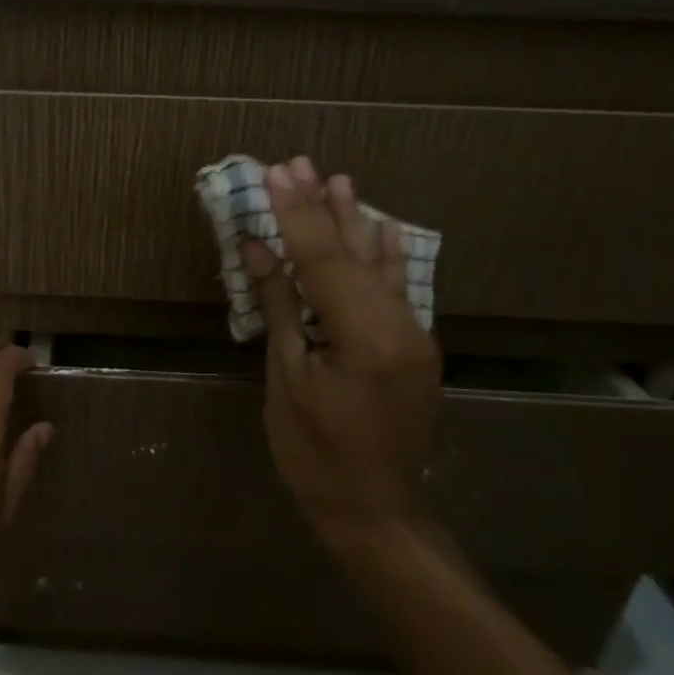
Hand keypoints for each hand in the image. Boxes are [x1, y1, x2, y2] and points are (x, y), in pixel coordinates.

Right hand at [245, 157, 441, 558]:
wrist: (375, 511)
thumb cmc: (315, 453)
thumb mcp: (288, 378)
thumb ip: (279, 307)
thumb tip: (258, 248)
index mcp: (363, 335)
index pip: (321, 259)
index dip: (295, 215)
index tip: (276, 174)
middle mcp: (399, 325)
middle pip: (351, 253)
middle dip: (322, 207)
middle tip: (299, 163)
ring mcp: (414, 336)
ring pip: (379, 266)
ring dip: (354, 222)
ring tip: (338, 179)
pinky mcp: (415, 348)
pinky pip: (399, 290)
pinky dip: (388, 257)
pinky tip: (385, 228)